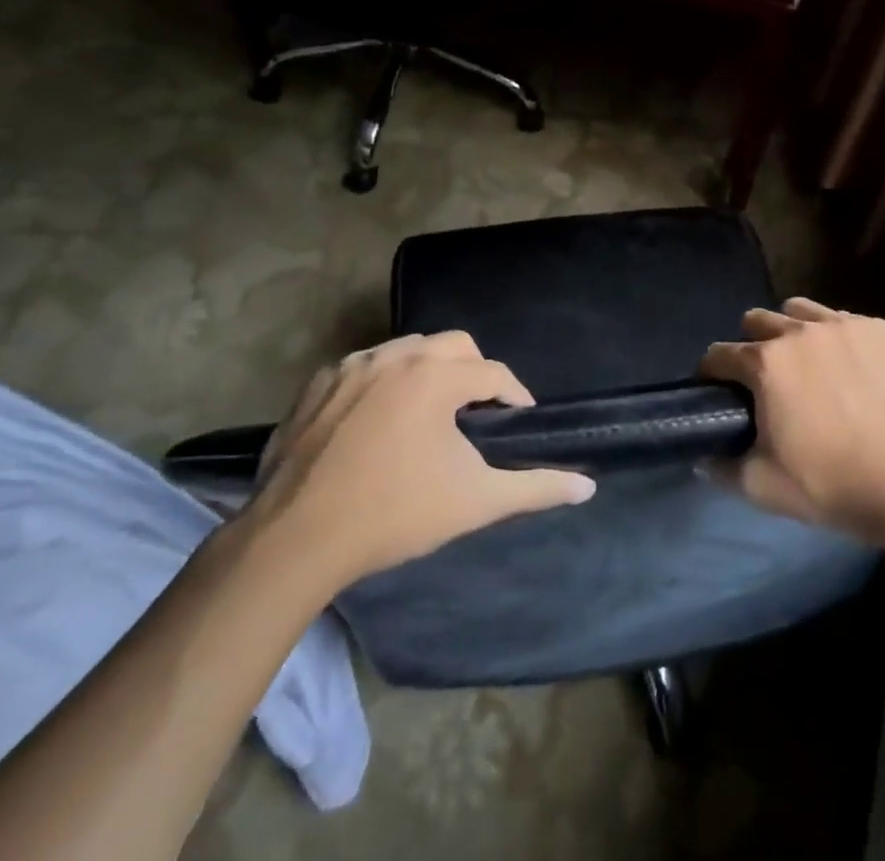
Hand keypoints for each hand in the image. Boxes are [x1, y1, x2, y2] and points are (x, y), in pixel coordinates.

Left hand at [247, 331, 594, 589]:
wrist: (297, 539)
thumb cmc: (394, 515)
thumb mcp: (474, 502)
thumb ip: (535, 488)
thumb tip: (588, 486)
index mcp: (436, 376)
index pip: (492, 372)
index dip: (514, 394)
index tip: (519, 419)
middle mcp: (395, 356)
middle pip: (453, 345)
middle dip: (474, 371)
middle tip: (478, 411)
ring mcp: (351, 365)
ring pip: (407, 349)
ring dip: (428, 371)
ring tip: (431, 411)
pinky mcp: (317, 383)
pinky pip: (365, 366)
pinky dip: (383, 381)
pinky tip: (379, 419)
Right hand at [701, 297, 884, 544]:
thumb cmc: (835, 485)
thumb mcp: (764, 488)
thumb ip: (724, 469)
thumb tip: (704, 459)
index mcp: (766, 364)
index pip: (719, 354)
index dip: (711, 373)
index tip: (717, 389)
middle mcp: (799, 332)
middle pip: (757, 321)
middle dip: (751, 344)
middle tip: (765, 380)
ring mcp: (844, 326)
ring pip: (800, 310)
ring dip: (792, 330)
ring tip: (808, 364)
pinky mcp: (882, 330)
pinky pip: (845, 320)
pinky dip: (837, 337)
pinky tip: (852, 367)